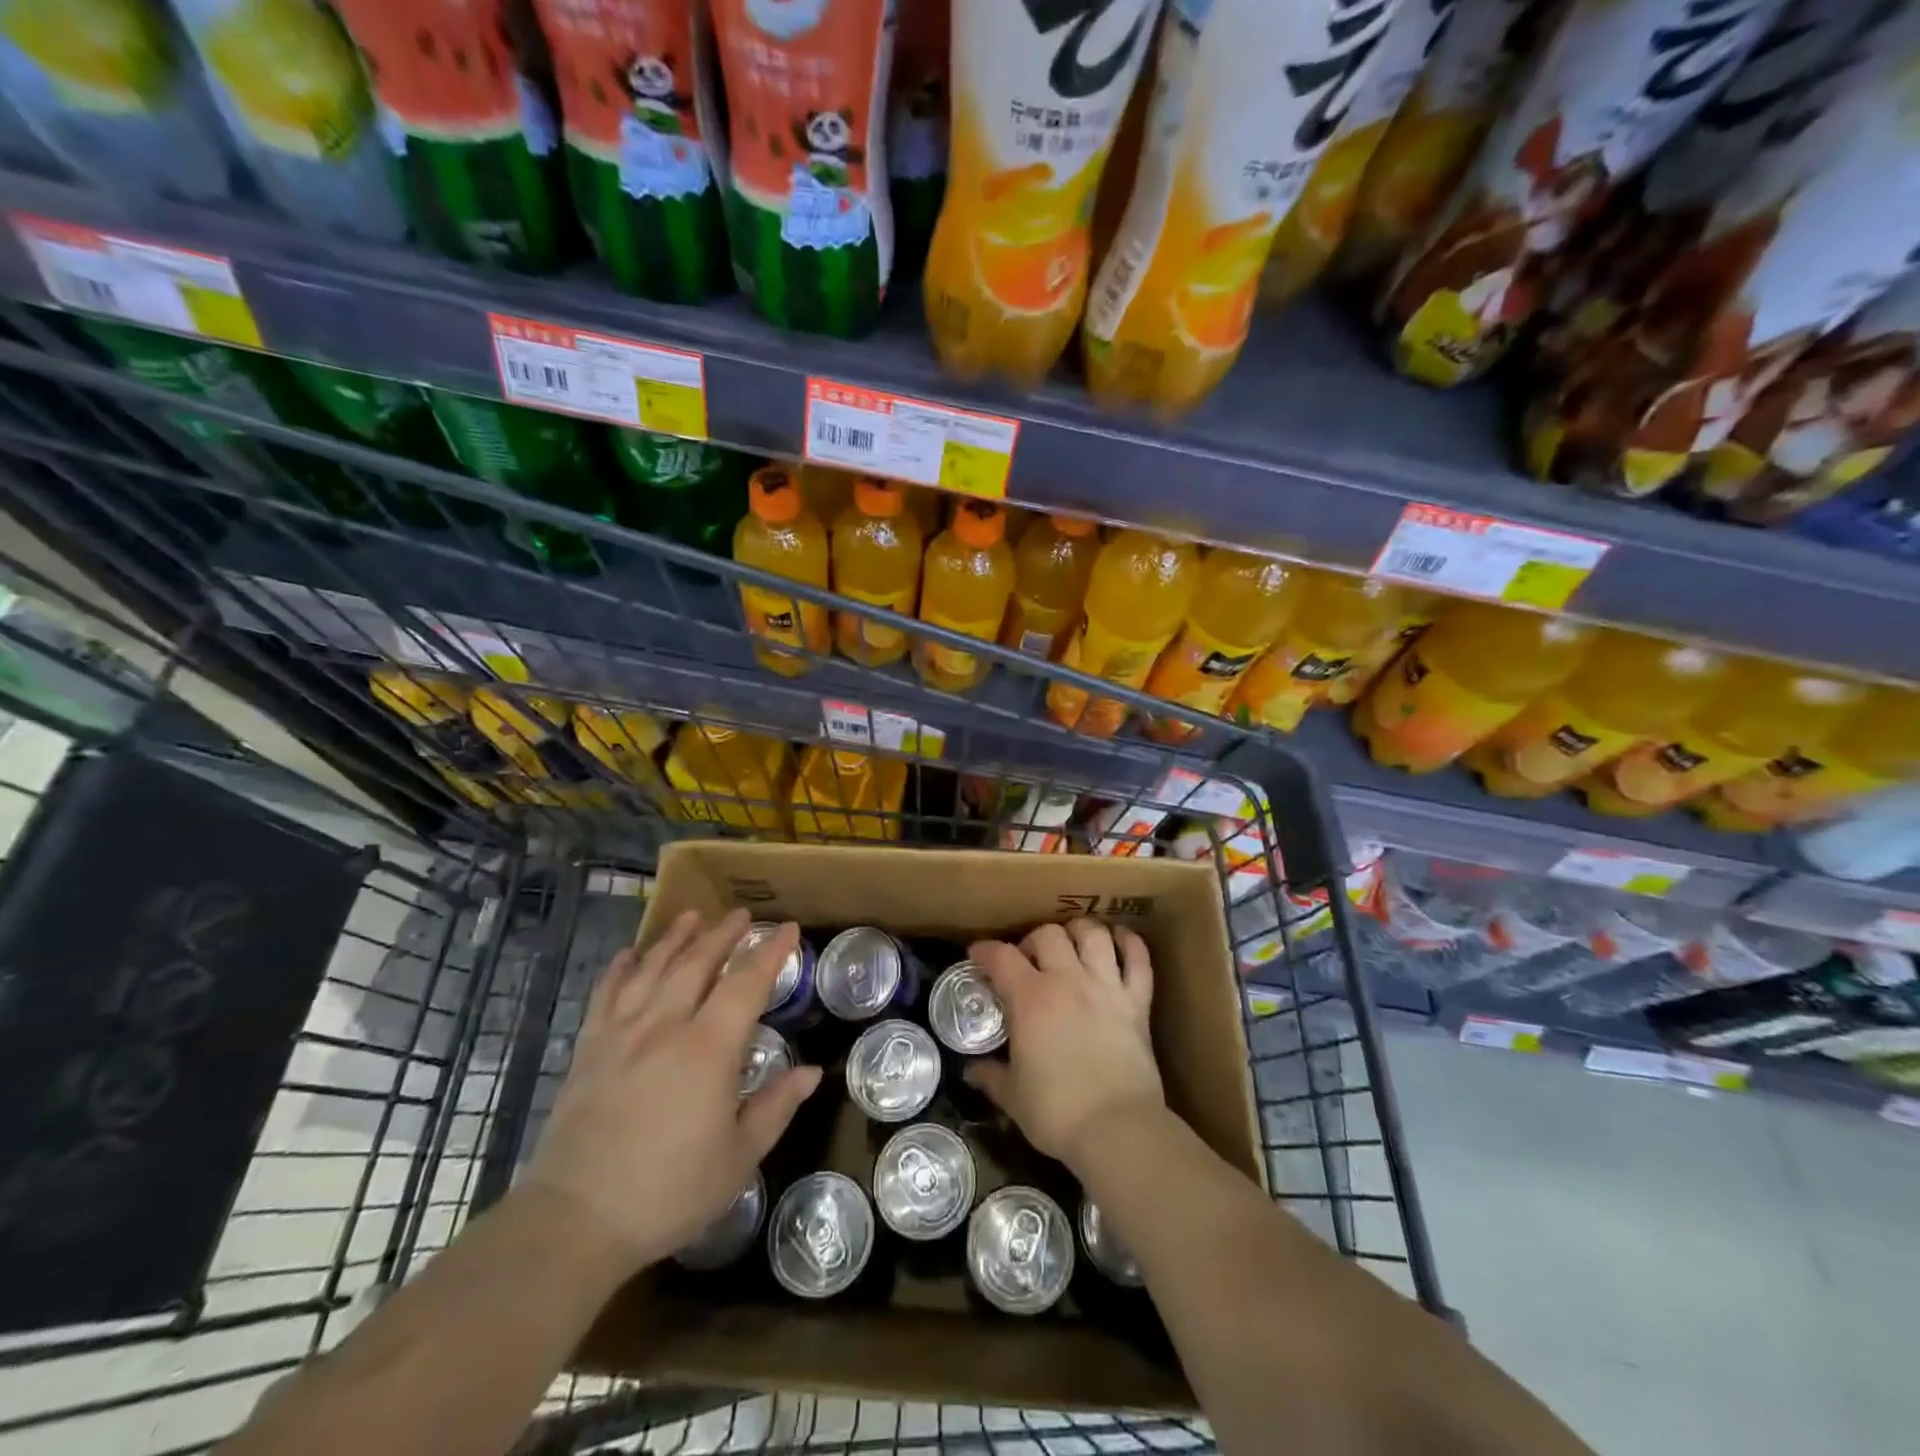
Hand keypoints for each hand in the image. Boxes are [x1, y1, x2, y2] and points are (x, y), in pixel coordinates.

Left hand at [523, 908, 821, 1274]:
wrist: (575, 1221)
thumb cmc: (668, 1191)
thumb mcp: (738, 1157)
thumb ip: (776, 1107)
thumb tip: (811, 1072)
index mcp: (708, 1049)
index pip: (746, 984)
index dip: (771, 953)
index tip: (789, 929)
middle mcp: (665, 1026)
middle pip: (697, 963)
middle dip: (723, 934)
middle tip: (742, 914)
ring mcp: (621, 1034)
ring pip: (652, 969)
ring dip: (675, 939)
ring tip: (692, 916)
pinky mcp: (588, 1050)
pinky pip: (605, 994)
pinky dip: (620, 969)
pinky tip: (629, 954)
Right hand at [965, 919, 1162, 1169]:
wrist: (1117, 1129)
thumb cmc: (1057, 1113)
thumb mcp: (1013, 1097)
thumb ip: (991, 1076)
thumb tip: (971, 1071)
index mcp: (1030, 999)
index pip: (1001, 957)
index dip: (984, 951)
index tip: (977, 956)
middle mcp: (1067, 981)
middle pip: (1048, 934)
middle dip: (1033, 940)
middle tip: (1028, 960)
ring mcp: (1106, 986)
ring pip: (1093, 934)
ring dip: (1079, 932)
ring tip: (1072, 943)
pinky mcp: (1137, 1001)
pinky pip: (1138, 958)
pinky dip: (1130, 943)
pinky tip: (1119, 941)